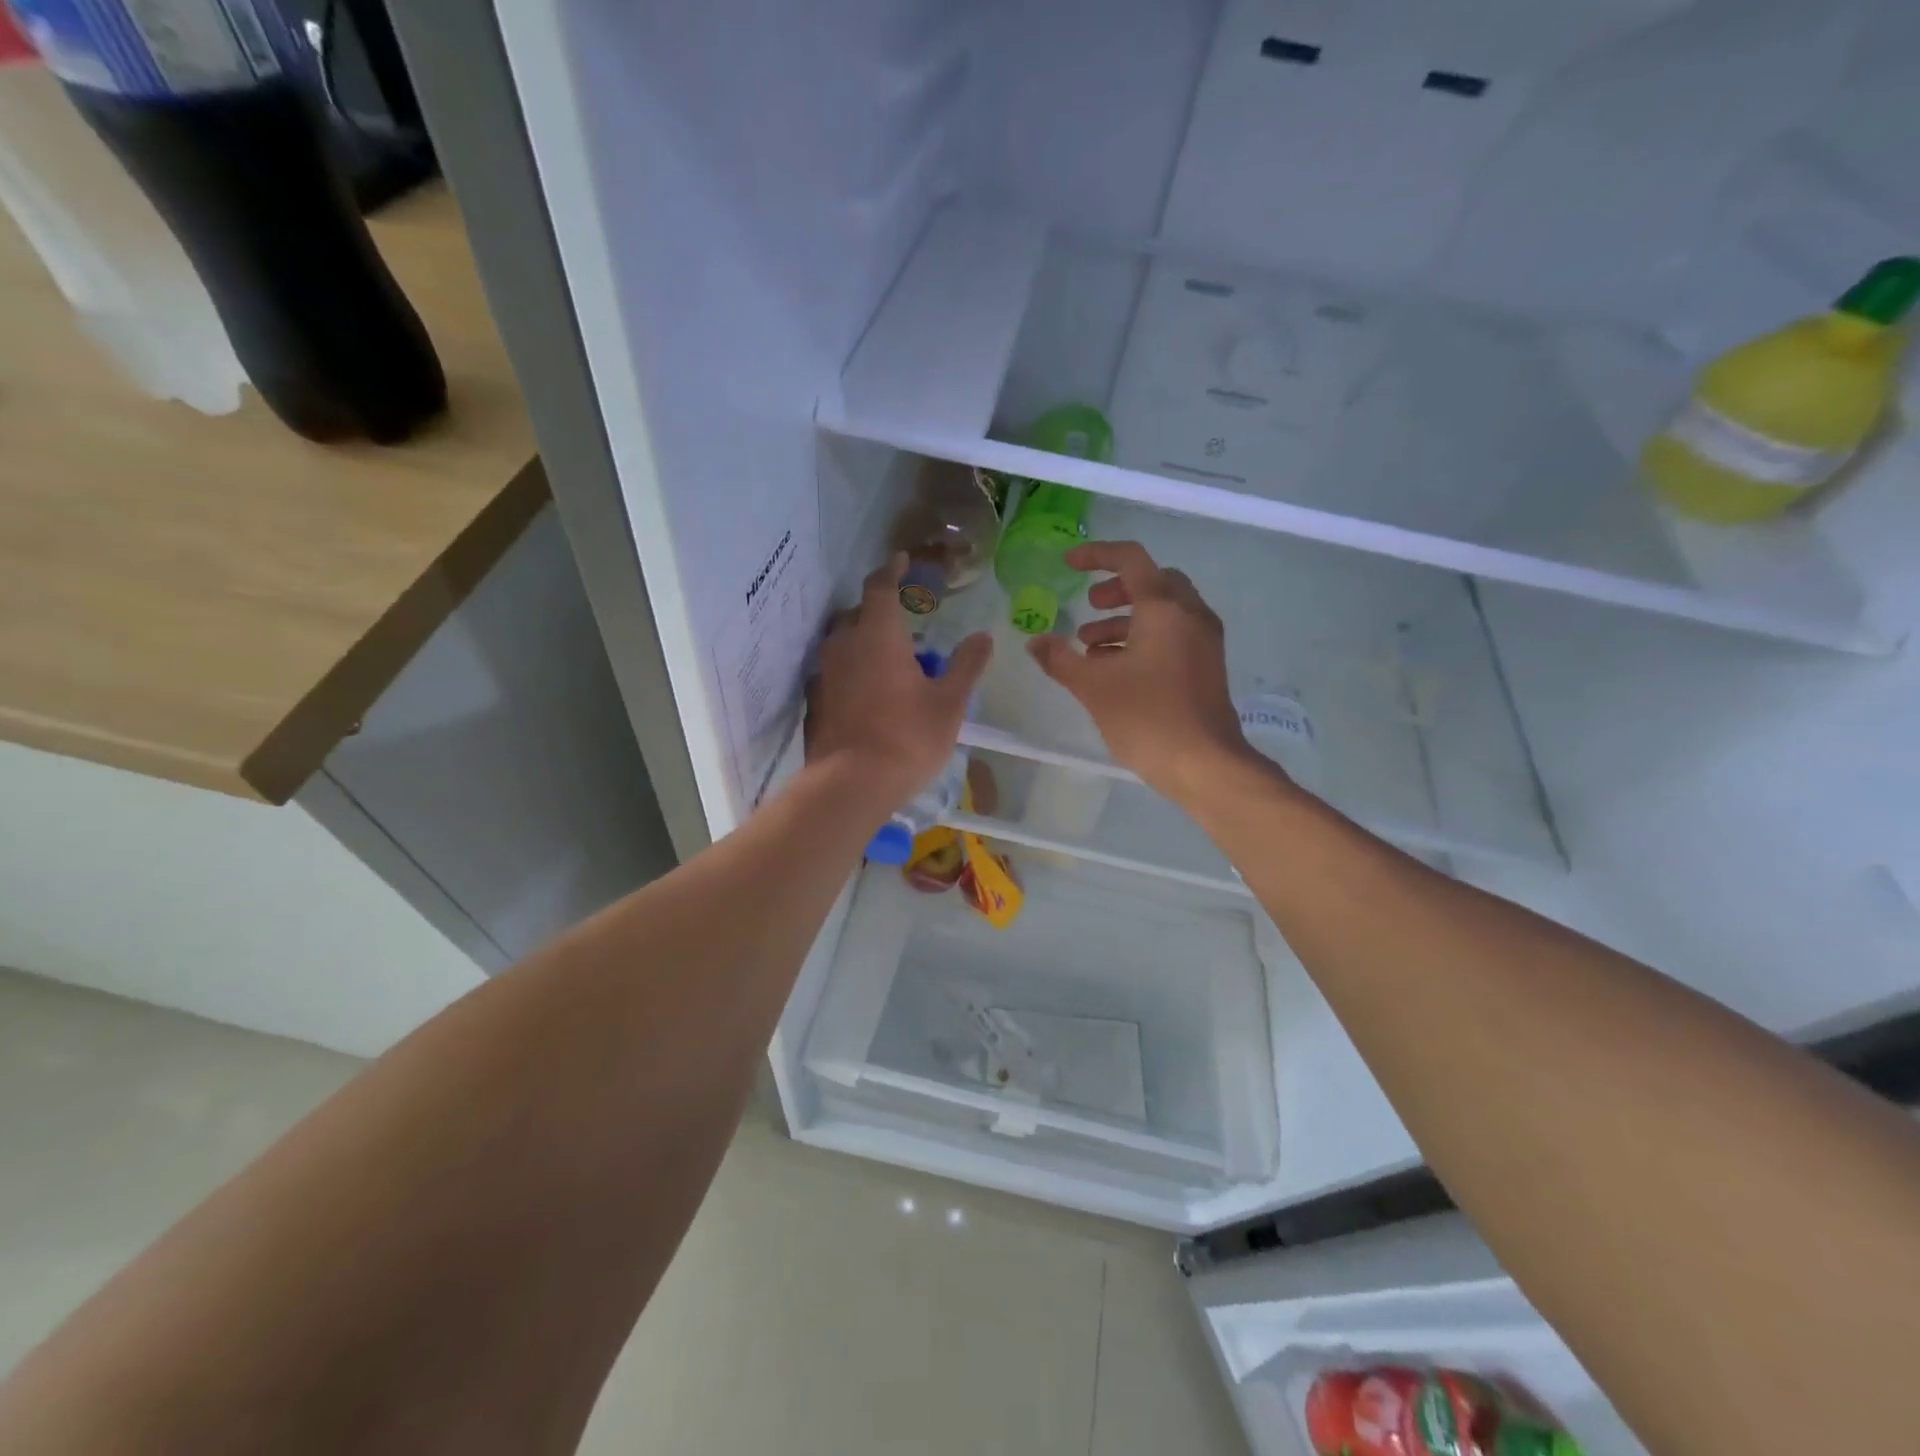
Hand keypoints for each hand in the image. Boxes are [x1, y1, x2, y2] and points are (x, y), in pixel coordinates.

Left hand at [805, 553, 991, 808]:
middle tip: (902, 620)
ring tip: (887, 657)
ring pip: (842, 642)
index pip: (880, 587)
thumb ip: (966, 666)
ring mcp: (823, 673)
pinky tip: (867, 691)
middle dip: (877, 609)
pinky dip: (850, 669)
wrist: (849, 785)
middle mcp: (843, 644)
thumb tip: (984, 637)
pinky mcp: (814, 700)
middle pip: (857, 613)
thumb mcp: (948, 704)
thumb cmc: (906, 738)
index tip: (901, 559)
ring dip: (862, 640)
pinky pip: (833, 670)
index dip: (892, 570)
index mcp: (877, 634)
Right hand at [1027, 541, 1256, 804]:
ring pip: (1163, 611)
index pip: (1130, 560)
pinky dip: (1143, 638)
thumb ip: (1060, 659)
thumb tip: (1035, 642)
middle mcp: (1190, 614)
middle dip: (1116, 589)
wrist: (1205, 764)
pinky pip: (1173, 635)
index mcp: (1164, 608)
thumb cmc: (1147, 717)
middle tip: (1088, 606)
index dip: (1096, 555)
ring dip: (1126, 618)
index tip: (1068, 565)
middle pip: (1153, 582)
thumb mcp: (1093, 686)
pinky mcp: (1207, 665)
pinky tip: (1115, 669)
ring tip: (1089, 647)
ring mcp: (1204, 641)